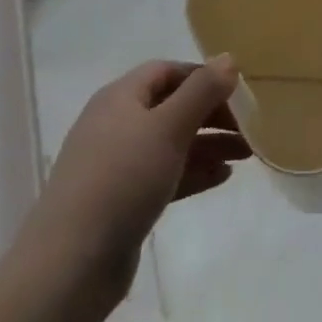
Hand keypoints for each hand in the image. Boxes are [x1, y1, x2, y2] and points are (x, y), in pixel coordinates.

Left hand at [22, 58, 249, 302]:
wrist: (71, 263)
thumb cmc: (122, 179)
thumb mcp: (168, 127)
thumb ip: (201, 91)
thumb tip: (228, 58)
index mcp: (120, 97)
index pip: (167, 71)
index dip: (203, 77)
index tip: (238, 92)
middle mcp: (116, 123)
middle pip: (171, 106)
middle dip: (211, 114)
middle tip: (249, 128)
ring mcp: (116, 164)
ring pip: (171, 143)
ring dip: (208, 144)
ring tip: (246, 155)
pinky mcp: (121, 200)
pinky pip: (164, 175)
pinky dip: (193, 172)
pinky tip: (222, 177)